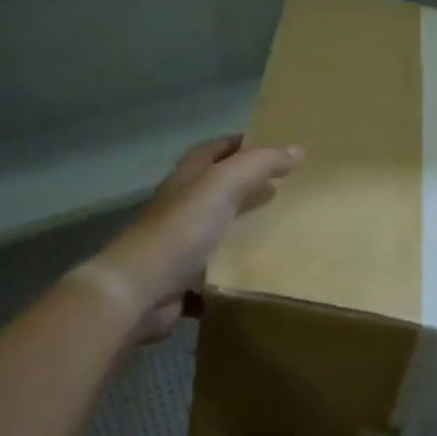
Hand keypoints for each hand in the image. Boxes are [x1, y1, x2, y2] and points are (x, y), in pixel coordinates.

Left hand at [104, 136, 302, 340]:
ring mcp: (179, 247)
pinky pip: (214, 276)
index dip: (242, 144)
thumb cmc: (180, 231)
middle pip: (217, 191)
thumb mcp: (222, 185)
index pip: (215, 151)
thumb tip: (297, 149)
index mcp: (186, 180)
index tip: (276, 148)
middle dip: (248, 188)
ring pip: (217, 234)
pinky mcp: (182, 282)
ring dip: (243, 232)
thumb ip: (258, 165)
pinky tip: (259, 278)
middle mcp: (180, 209)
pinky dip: (232, 276)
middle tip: (285, 190)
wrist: (139, 291)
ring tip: (282, 233)